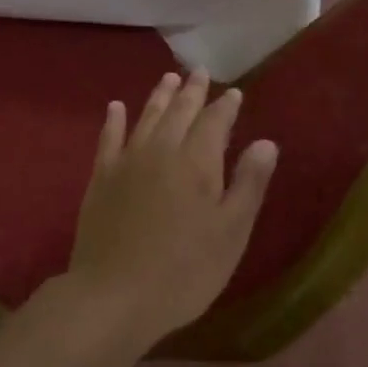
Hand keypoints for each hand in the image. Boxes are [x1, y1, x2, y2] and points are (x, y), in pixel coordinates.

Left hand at [65, 71, 278, 343]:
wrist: (115, 294)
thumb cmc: (184, 271)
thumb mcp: (230, 233)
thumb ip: (248, 184)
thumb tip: (265, 142)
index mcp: (196, 162)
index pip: (214, 122)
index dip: (225, 106)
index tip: (234, 92)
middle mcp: (161, 150)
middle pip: (179, 112)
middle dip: (192, 91)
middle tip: (199, 72)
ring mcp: (127, 161)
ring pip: (146, 117)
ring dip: (159, 96)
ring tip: (168, 78)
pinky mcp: (101, 177)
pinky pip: (108, 138)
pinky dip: (113, 120)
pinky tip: (116, 107)